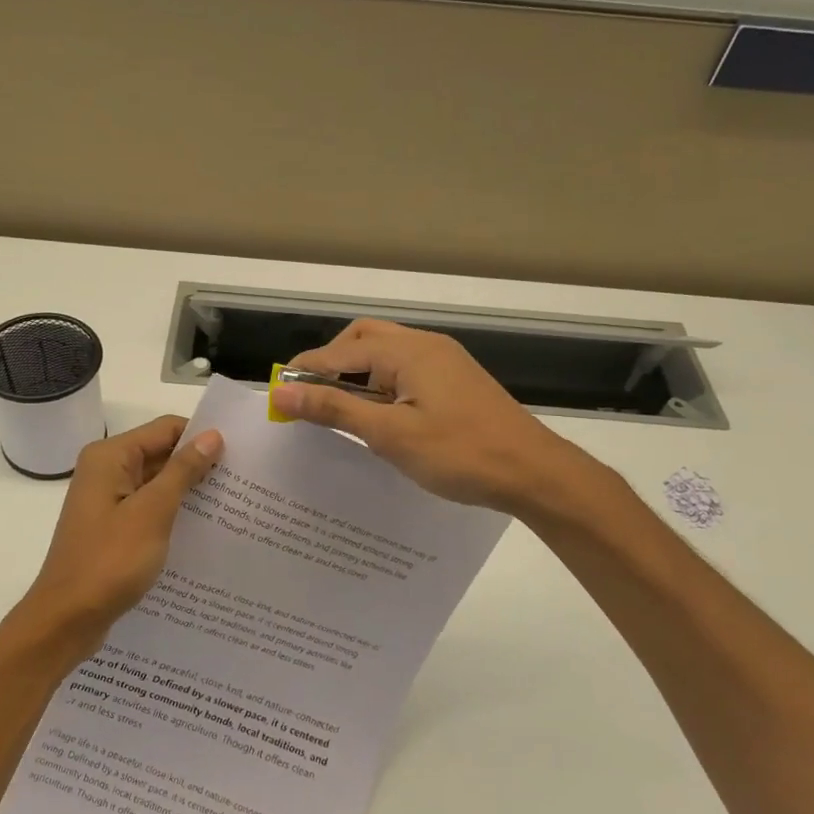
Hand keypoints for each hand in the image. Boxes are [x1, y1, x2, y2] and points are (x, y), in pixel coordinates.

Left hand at [15, 416, 222, 654]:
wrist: (67, 619)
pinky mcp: (113, 527)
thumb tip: (212, 436)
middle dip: (198, 465)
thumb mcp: (152, 512)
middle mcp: (106, 470)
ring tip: (233, 503)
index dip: (201, 436)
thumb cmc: (109, 561)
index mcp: (109, 457)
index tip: (239, 453)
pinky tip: (204, 527)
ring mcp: (108, 500)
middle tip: (244, 480)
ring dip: (189, 491)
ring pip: (157, 483)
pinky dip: (173, 513)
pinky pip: (149, 508)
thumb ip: (183, 471)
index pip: (166, 428)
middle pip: (161, 453)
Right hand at [268, 320, 621, 519]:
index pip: (341, 351)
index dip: (307, 371)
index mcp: (408, 351)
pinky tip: (376, 418)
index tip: (279, 395)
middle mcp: (425, 346)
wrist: (534, 472)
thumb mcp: (390, 434)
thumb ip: (335, 410)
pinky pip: (405, 372)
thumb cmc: (460, 453)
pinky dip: (380, 387)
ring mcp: (444, 362)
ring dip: (356, 376)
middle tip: (310, 399)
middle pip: (363, 340)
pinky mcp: (455, 382)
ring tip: (338, 413)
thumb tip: (283, 392)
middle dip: (332, 364)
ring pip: (385, 356)